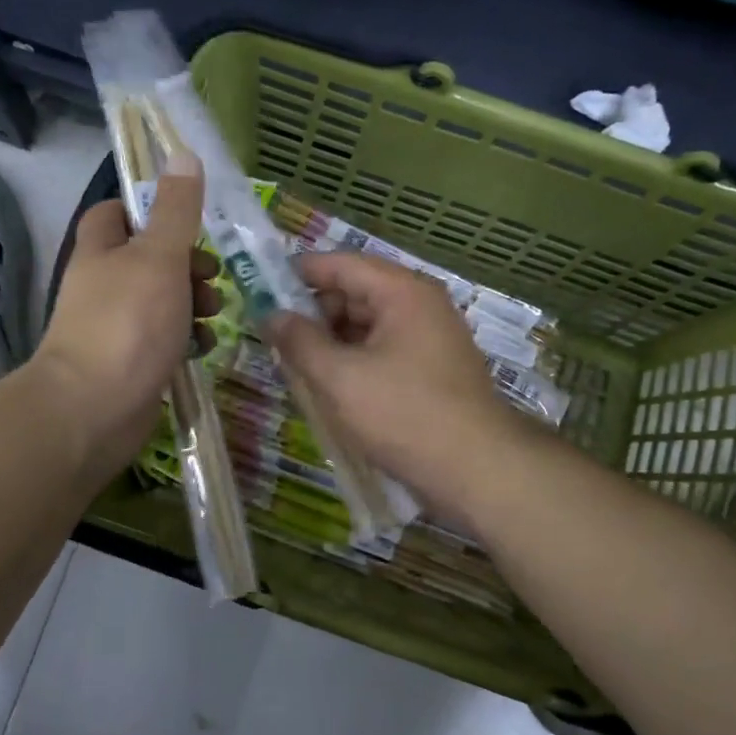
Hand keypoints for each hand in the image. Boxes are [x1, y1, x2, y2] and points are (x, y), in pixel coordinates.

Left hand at [34, 170, 220, 479]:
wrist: (94, 409)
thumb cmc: (128, 323)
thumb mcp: (160, 256)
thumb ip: (176, 209)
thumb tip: (182, 152)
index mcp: (101, 250)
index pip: (117, 214)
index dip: (151, 210)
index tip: (188, 221)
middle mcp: (103, 285)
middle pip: (149, 259)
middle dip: (187, 264)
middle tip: (212, 276)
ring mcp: (115, 327)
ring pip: (161, 302)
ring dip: (192, 303)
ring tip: (215, 314)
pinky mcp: (130, 363)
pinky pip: (163, 340)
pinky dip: (185, 339)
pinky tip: (203, 347)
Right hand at [266, 251, 513, 521]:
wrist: (476, 471)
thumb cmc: (404, 415)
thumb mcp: (340, 377)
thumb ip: (300, 341)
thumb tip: (271, 315)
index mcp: (402, 292)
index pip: (340, 263)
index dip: (297, 273)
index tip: (259, 289)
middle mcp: (419, 305)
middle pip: (354, 292)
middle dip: (313, 313)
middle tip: (273, 339)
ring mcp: (428, 339)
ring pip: (366, 326)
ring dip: (331, 342)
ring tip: (295, 368)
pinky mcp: (430, 371)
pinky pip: (381, 352)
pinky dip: (353, 362)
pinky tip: (329, 387)